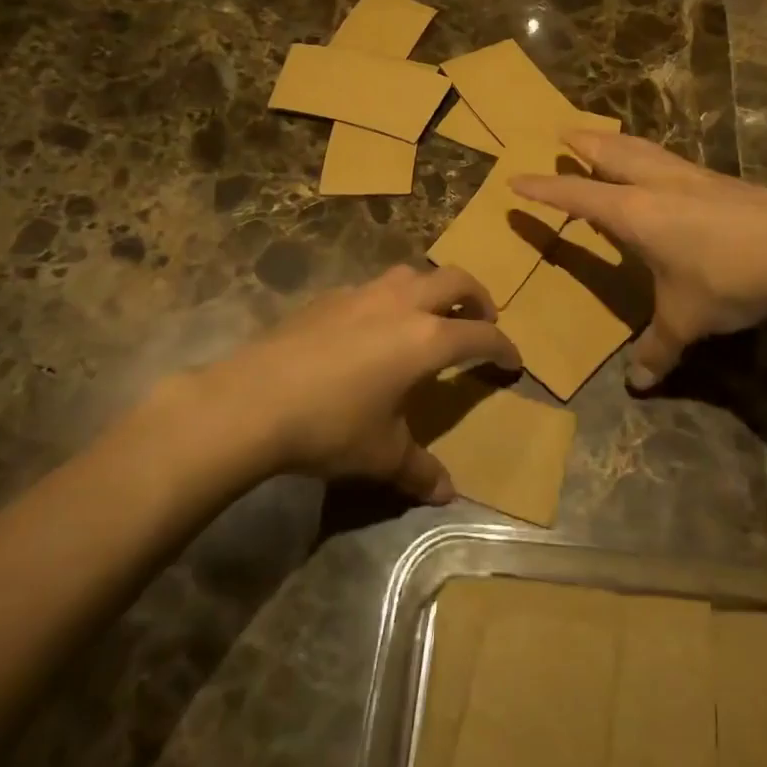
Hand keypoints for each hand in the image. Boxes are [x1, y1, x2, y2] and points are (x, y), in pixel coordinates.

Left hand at [193, 265, 519, 501]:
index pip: (481, 335)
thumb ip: (419, 470)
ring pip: (413, 273)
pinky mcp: (330, 297)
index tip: (514, 361)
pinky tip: (374, 328)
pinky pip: (375, 287)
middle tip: (482, 319)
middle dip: (479, 297)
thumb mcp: (381, 455)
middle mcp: (402, 304)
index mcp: (426, 339)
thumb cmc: (330, 426)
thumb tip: (447, 494)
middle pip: (456, 281)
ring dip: (433, 289)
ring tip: (430, 316)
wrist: (253, 400)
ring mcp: (364, 294)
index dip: (504, 347)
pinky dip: (392, 298)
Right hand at [511, 132, 766, 387]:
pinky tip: (668, 170)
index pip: (576, 197)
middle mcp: (657, 186)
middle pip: (611, 154)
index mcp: (633, 213)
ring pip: (646, 150)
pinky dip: (656, 157)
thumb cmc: (725, 278)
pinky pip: (675, 161)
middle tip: (564, 134)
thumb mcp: (685, 319)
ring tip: (609, 139)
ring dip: (620, 142)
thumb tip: (638, 383)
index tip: (516, 180)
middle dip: (584, 144)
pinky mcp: (724, 181)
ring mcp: (693, 177)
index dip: (544, 191)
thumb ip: (659, 348)